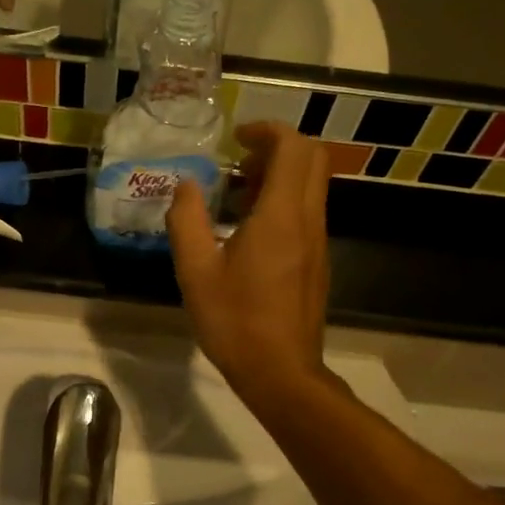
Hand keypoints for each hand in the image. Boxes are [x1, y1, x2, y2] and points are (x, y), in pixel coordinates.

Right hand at [166, 123, 330, 401]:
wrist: (282, 373)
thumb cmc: (235, 322)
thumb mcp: (195, 271)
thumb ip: (187, 220)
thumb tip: (187, 184)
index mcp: (281, 216)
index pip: (294, 148)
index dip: (268, 130)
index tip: (237, 137)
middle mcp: (308, 220)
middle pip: (311, 159)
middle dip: (277, 147)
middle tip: (239, 161)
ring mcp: (318, 242)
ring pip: (311, 186)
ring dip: (280, 175)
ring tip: (237, 193)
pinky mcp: (317, 261)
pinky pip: (307, 211)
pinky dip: (283, 200)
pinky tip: (249, 228)